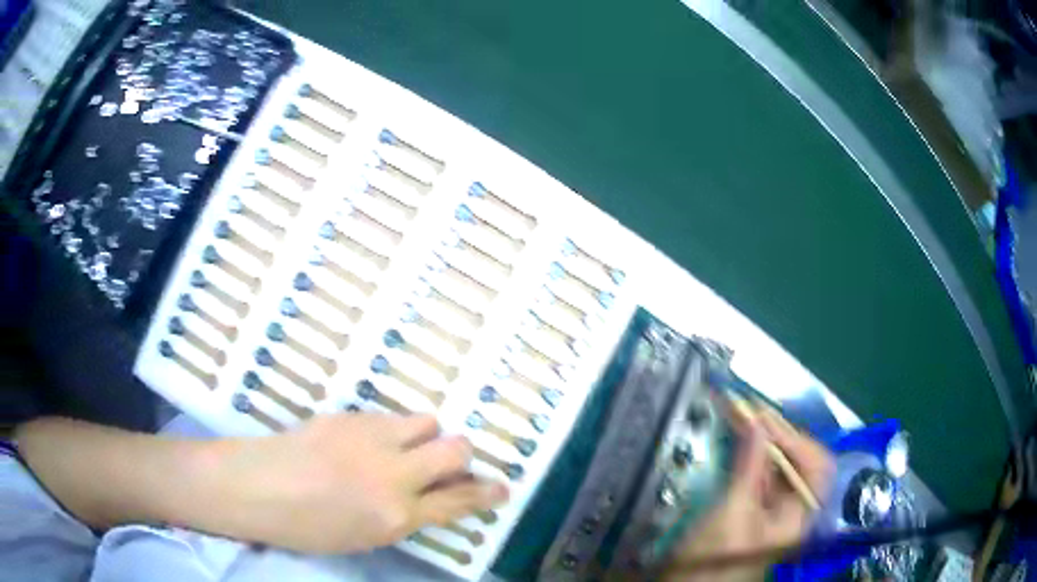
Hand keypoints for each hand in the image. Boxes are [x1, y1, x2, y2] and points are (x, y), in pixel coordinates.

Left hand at [201, 413, 508, 553]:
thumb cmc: (305, 528)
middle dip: (461, 456)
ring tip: (405, 447)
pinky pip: (389, 417)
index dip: (485, 494)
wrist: (256, 487)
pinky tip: (367, 442)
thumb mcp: (362, 537)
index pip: (458, 501)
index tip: (502, 488)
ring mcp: (371, 439)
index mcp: (396, 515)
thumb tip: (425, 500)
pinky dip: (391, 430)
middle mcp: (393, 474)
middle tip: (448, 463)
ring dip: (425, 436)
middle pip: (455, 449)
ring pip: (425, 422)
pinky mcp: (350, 416)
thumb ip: (400, 517)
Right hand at [662, 406, 833, 581]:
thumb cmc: (713, 560)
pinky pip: (761, 473)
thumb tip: (759, 422)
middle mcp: (794, 508)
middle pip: (799, 462)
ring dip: (764, 440)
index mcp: (801, 514)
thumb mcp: (733, 512)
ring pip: (779, 465)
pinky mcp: (755, 507)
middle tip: (751, 410)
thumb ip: (750, 466)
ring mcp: (774, 508)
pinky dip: (751, 454)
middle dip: (779, 434)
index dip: (797, 439)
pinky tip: (739, 439)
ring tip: (743, 415)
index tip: (766, 418)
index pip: (817, 466)